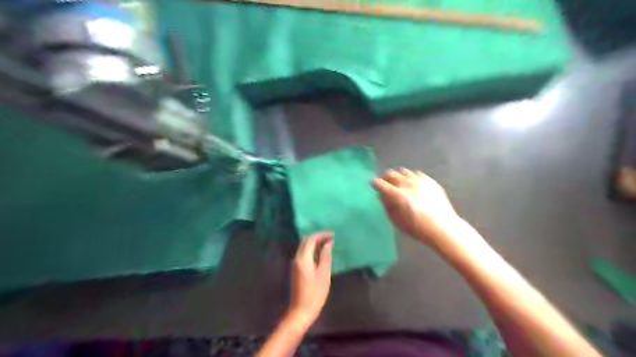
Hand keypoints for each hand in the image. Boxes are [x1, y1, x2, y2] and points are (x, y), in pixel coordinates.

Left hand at [291, 232, 334, 322]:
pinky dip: (313, 250)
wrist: (301, 310)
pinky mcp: (297, 269)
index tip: (333, 235)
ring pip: (304, 247)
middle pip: (306, 241)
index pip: (311, 239)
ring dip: (315, 243)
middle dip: (318, 237)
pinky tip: (321, 254)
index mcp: (303, 258)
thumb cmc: (315, 293)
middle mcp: (297, 258)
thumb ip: (326, 256)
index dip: (322, 235)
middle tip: (331, 238)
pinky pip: (304, 253)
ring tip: (328, 244)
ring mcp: (296, 263)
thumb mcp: (324, 274)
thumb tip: (328, 243)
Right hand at [370, 167, 459, 244]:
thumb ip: (387, 206)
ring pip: (403, 171)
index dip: (375, 183)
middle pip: (391, 174)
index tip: (373, 184)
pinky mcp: (430, 181)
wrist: (443, 227)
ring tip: (399, 182)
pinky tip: (412, 184)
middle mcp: (407, 184)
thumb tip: (382, 196)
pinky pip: (417, 174)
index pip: (380, 183)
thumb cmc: (417, 228)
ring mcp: (420, 181)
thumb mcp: (397, 221)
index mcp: (397, 195)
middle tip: (384, 183)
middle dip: (385, 177)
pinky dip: (411, 177)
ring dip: (398, 176)